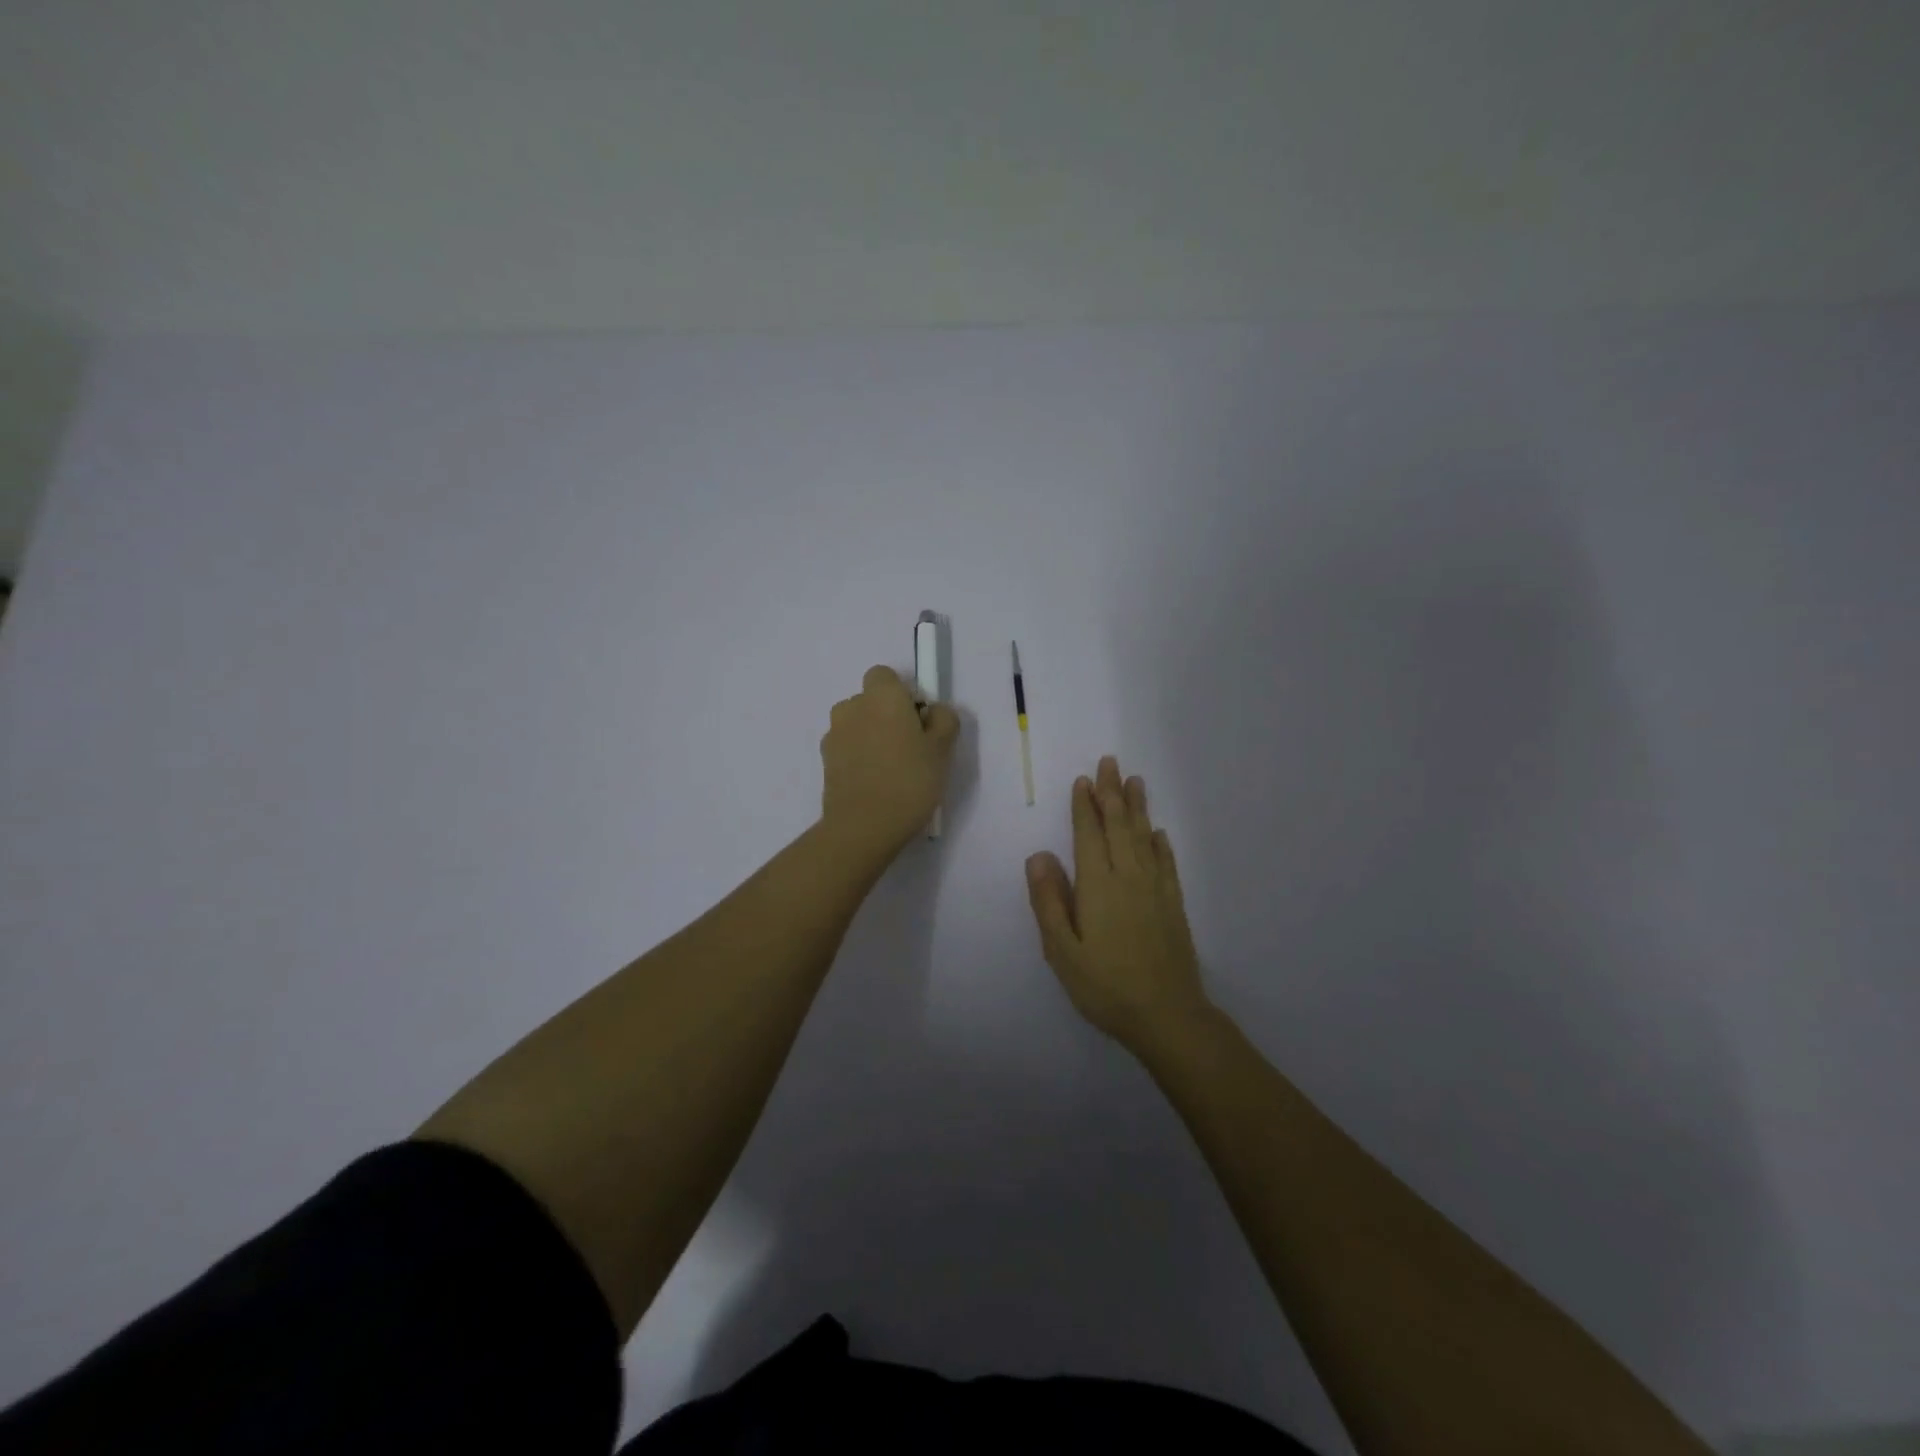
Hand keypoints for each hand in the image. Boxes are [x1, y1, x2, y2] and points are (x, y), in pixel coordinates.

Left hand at [820, 665, 960, 860]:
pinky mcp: (825, 761)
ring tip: (890, 769)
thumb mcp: (943, 749)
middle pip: (870, 700)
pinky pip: (847, 748)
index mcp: (881, 696)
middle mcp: (852, 707)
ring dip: (870, 736)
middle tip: (910, 747)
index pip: (885, 676)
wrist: (864, 826)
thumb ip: (943, 719)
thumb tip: (931, 712)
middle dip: (886, 715)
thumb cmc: (910, 780)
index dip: (903, 694)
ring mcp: (834, 734)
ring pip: (857, 724)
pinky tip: (874, 783)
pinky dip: (858, 757)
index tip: (918, 721)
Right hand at [1025, 756, 1209, 1055]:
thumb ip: (1049, 901)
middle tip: (1110, 762)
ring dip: (1137, 807)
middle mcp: (1129, 877)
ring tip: (1134, 781)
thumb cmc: (1105, 986)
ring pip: (1144, 837)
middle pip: (1119, 826)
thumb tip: (1038, 855)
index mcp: (1098, 885)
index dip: (1084, 807)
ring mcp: (1155, 890)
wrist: (1167, 1016)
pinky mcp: (1173, 905)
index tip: (1083, 780)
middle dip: (1112, 793)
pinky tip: (1159, 832)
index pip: (1089, 835)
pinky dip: (1160, 843)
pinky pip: (1167, 863)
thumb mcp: (1062, 951)